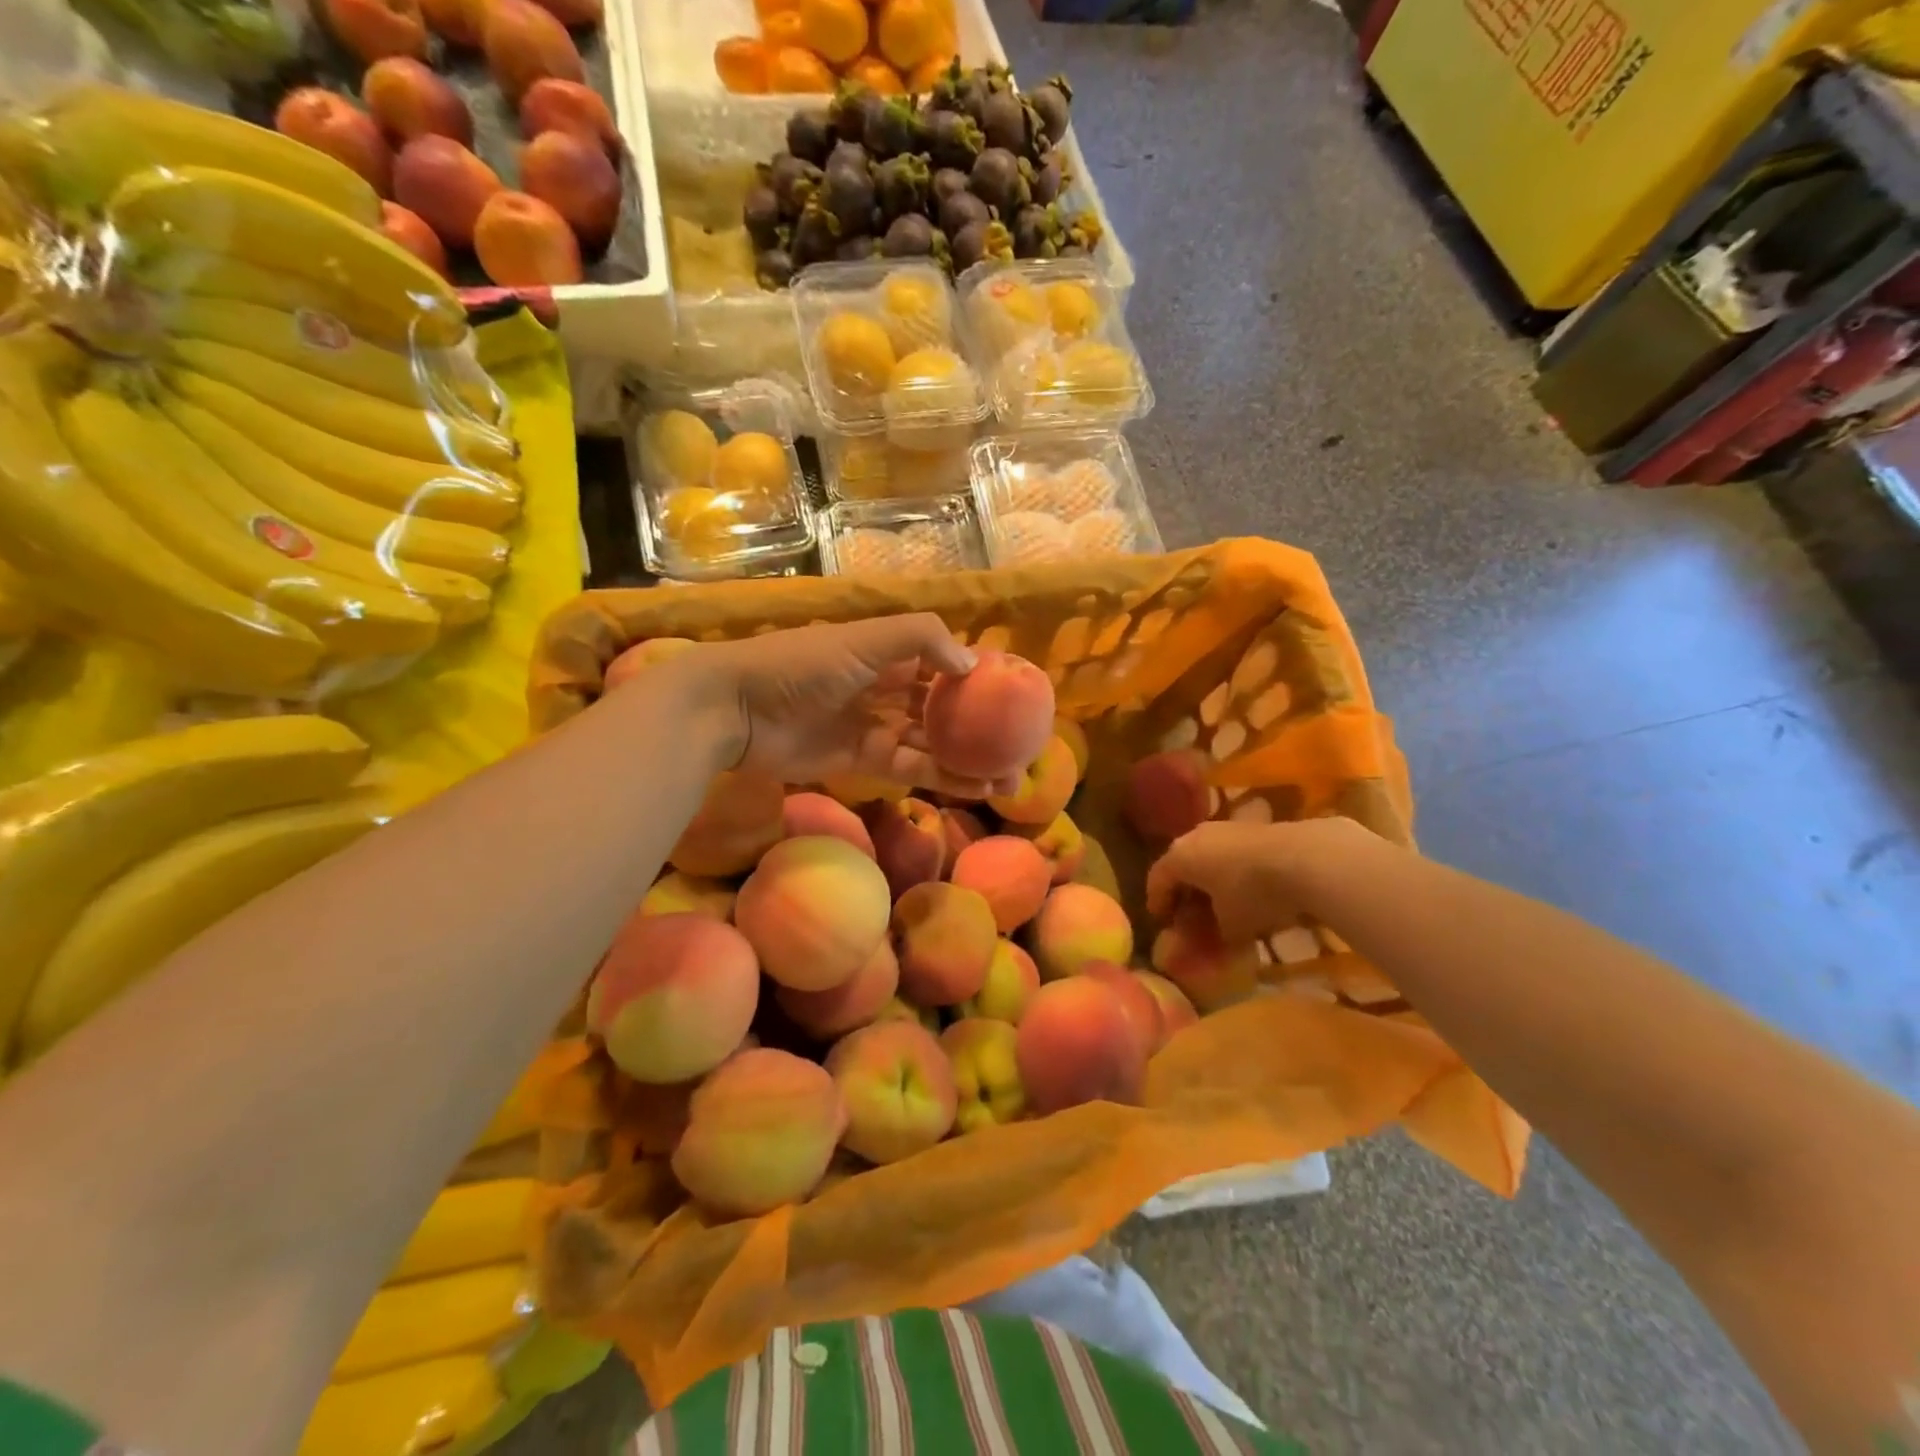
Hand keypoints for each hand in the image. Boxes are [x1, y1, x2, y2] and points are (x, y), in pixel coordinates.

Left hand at [684, 614, 1013, 797]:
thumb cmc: (801, 664)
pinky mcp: (864, 762)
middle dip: (980, 726)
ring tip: (1009, 777)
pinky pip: (912, 769)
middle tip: (1020, 746)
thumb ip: (919, 640)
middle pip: (944, 708)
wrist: (737, 708)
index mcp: (889, 652)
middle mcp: (888, 688)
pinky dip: (943, 778)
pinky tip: (977, 788)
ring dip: (969, 760)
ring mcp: (877, 727)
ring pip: (933, 744)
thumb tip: (972, 666)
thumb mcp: (862, 640)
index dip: (978, 677)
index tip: (1015, 695)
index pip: (944, 663)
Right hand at [1146, 818, 1372, 942]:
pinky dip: (1233, 871)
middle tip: (1189, 914)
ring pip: (1209, 856)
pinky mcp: (1255, 828)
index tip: (1161, 921)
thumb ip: (1211, 937)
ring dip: (1210, 879)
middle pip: (1182, 865)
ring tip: (1222, 903)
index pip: (1157, 880)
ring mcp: (1227, 828)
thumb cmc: (1253, 894)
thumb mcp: (1229, 928)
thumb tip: (1205, 945)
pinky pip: (1233, 853)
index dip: (1157, 902)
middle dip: (1185, 891)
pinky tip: (1249, 890)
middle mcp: (1196, 836)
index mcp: (1179, 857)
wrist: (1305, 858)